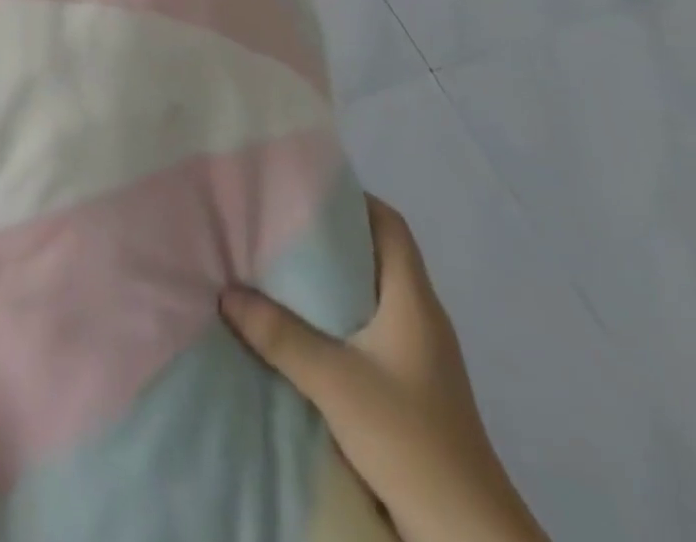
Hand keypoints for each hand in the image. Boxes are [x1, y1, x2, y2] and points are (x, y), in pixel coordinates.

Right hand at [221, 197, 547, 541]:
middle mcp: (421, 317)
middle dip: (330, 236)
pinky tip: (304, 328)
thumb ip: (280, 335)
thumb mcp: (335, 382)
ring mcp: (420, 355)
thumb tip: (227, 292)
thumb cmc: (410, 439)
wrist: (468, 538)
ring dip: (331, 280)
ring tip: (280, 269)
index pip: (391, 224)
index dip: (354, 198)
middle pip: (377, 255)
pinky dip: (338, 317)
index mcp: (414, 300)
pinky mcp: (412, 387)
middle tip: (279, 224)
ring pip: (371, 294)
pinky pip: (370, 329)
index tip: (306, 188)